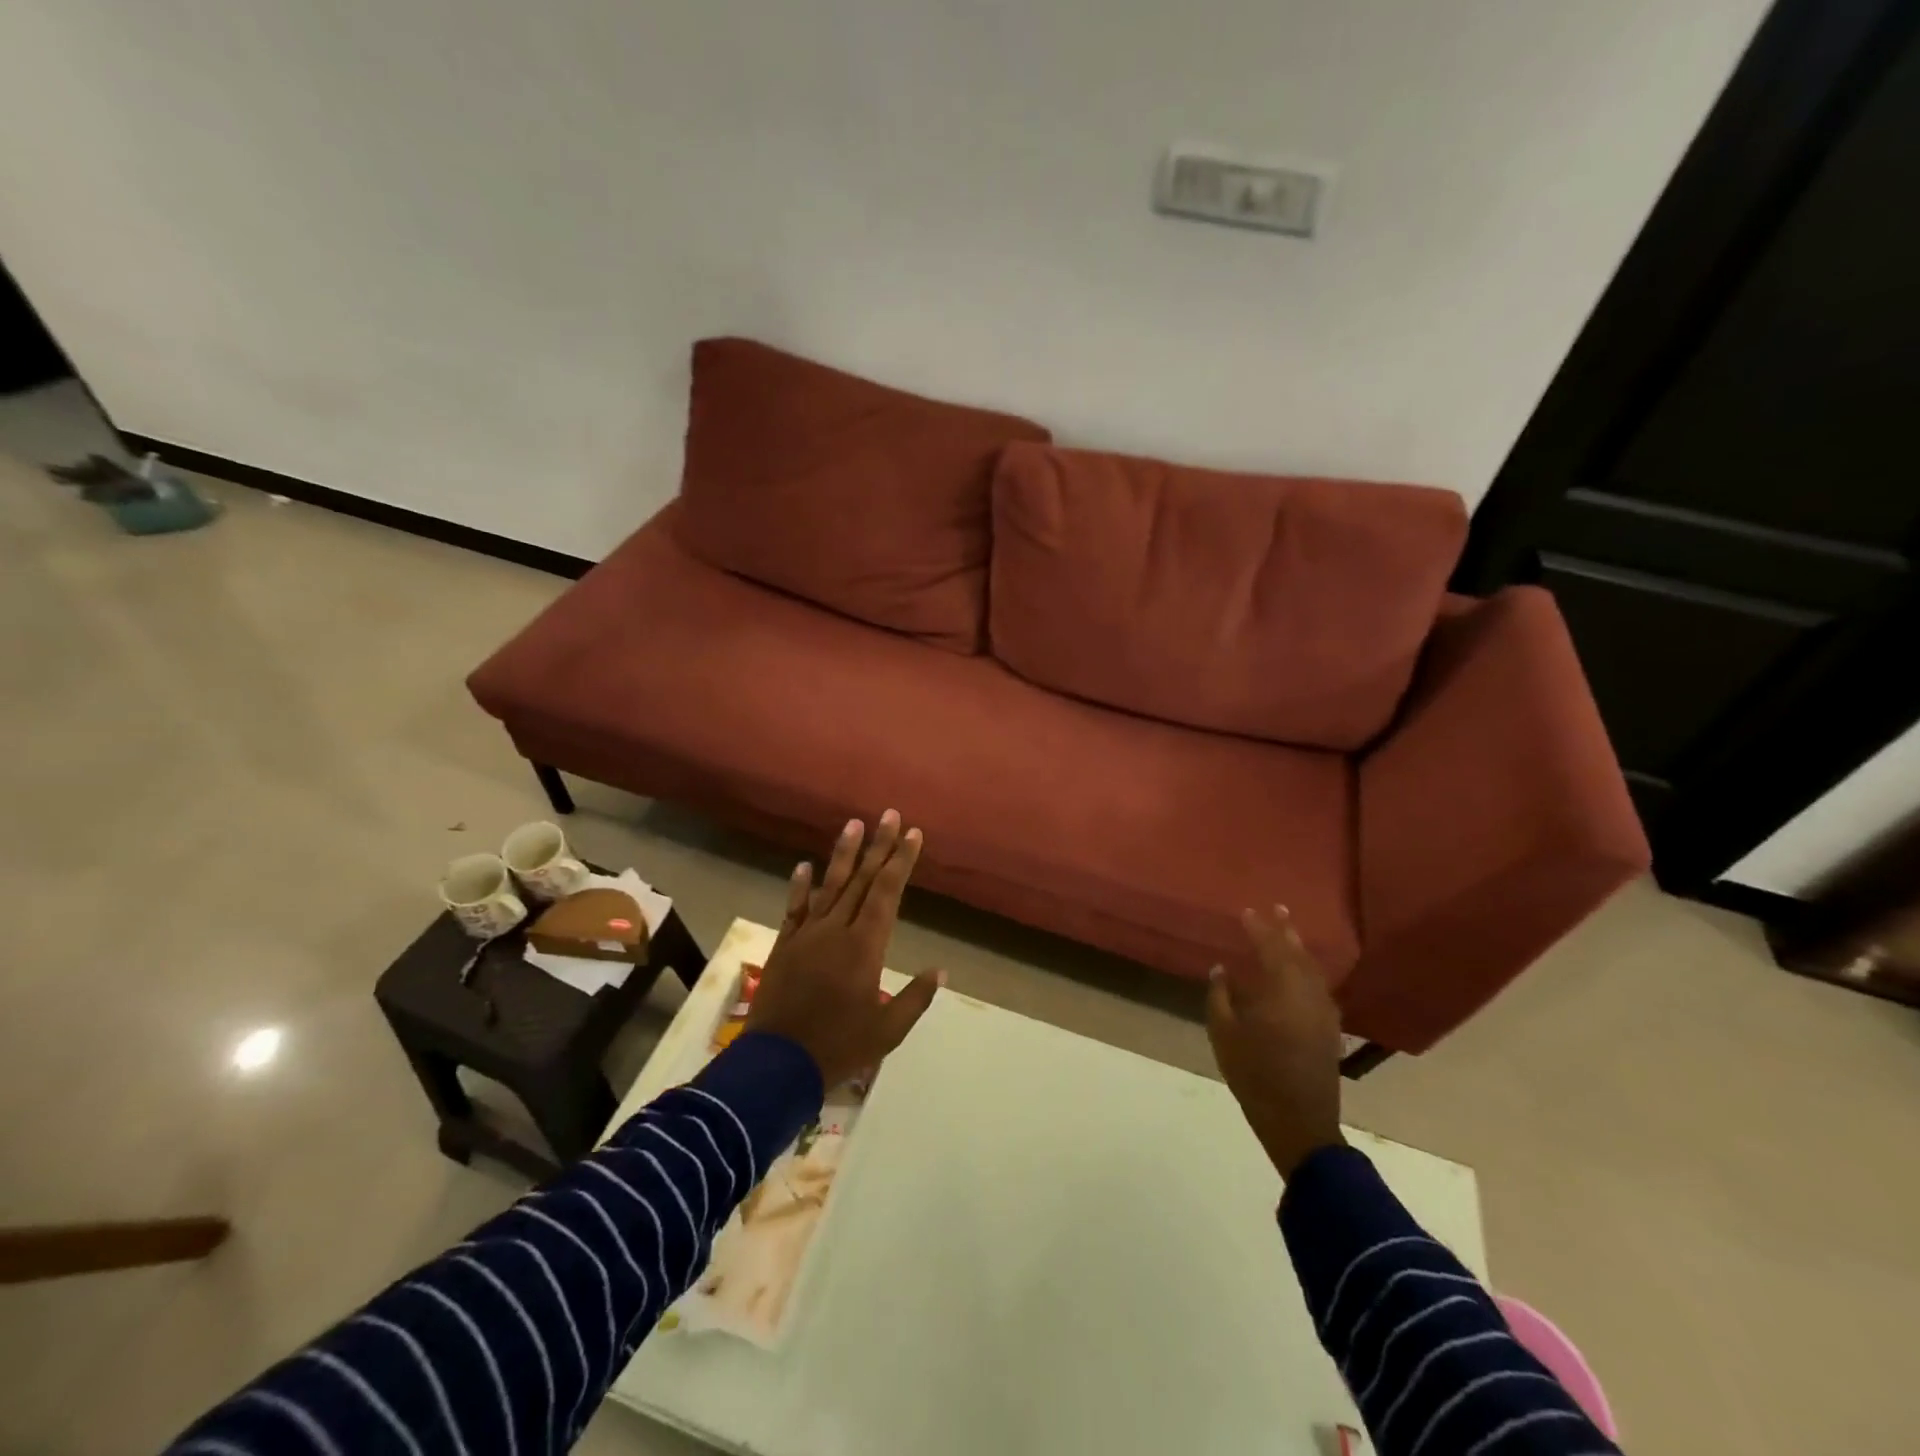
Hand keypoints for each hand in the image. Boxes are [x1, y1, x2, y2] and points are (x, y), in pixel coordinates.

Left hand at [746, 810, 943, 1087]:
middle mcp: (837, 930)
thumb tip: (942, 971)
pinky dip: (800, 887)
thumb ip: (915, 998)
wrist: (777, 1064)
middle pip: (862, 880)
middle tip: (889, 815)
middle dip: (878, 846)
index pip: (887, 892)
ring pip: (830, 886)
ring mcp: (807, 935)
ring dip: (844, 855)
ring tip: (854, 824)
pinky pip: (794, 909)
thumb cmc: (839, 1047)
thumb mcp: (887, 1031)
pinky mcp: (785, 945)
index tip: (912, 833)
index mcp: (865, 946)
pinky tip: (805, 866)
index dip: (900, 861)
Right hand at [1206, 904, 1345, 1178]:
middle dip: (1285, 930)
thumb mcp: (1225, 1035)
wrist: (1300, 1122)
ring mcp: (1324, 1012)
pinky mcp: (1330, 1029)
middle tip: (1277, 908)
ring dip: (1299, 949)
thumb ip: (1221, 997)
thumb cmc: (1255, 1075)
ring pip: (1312, 970)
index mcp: (1282, 990)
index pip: (1270, 948)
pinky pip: (1318, 986)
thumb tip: (1222, 970)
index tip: (1246, 911)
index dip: (1258, 928)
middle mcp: (1308, 994)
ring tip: (1288, 933)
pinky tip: (1300, 973)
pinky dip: (1307, 971)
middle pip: (1298, 953)